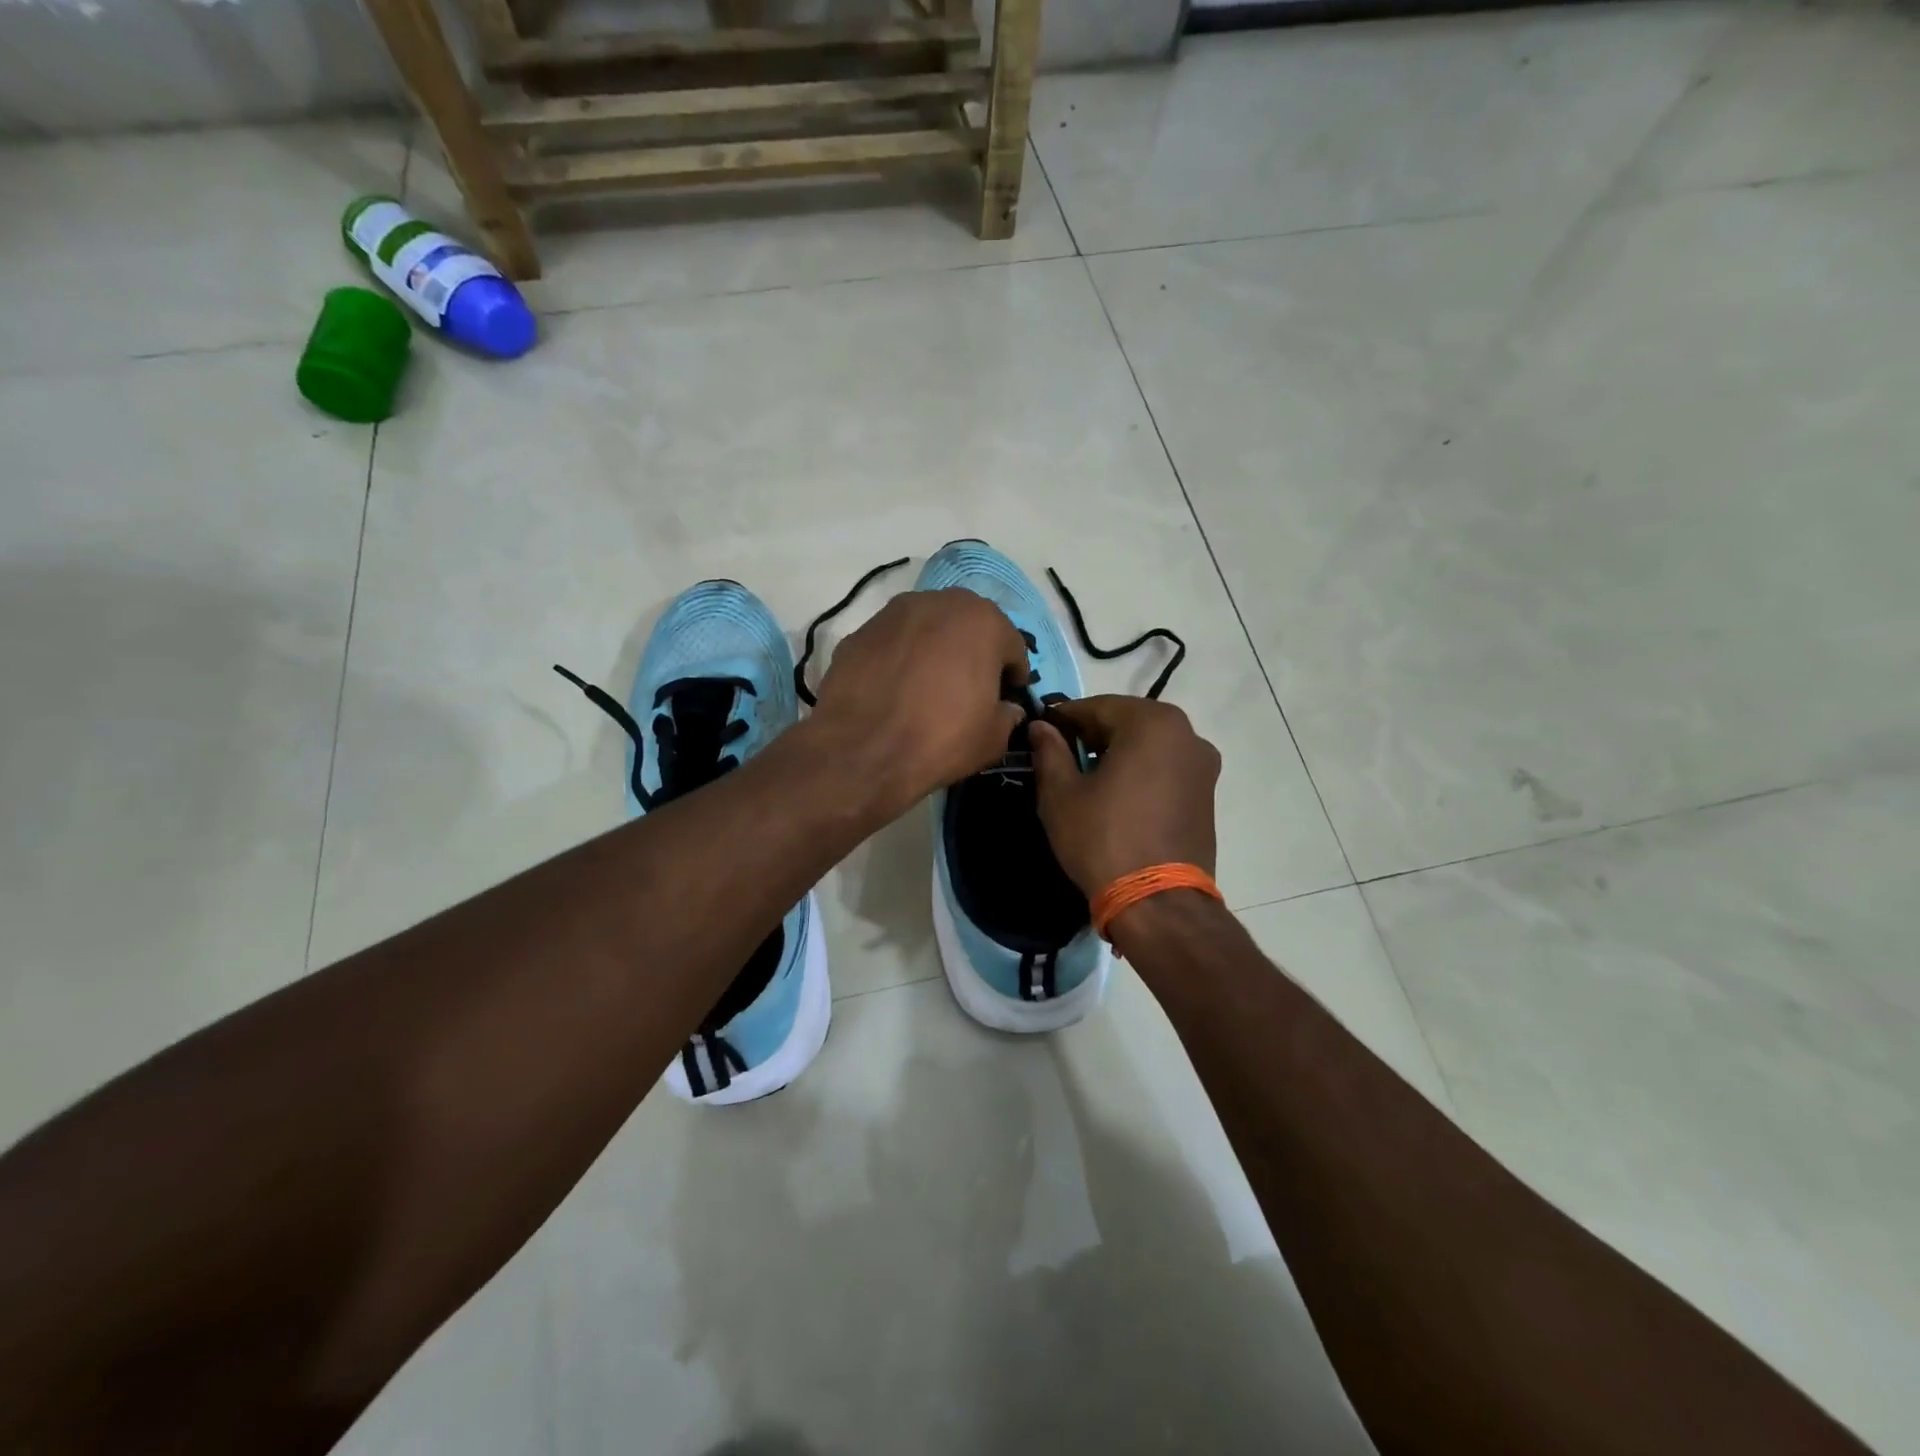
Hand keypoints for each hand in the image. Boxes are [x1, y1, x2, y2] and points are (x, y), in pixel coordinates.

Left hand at [807, 588, 1029, 815]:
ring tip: (930, 683)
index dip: (1013, 671)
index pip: (1011, 643)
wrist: (862, 750)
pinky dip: (899, 658)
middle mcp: (938, 603)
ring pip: (926, 627)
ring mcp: (892, 614)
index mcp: (982, 621)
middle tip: (971, 683)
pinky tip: (895, 689)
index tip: (1010, 692)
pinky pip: (892, 643)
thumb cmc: (942, 738)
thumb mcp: (992, 738)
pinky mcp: (858, 632)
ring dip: (934, 648)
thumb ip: (1007, 715)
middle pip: (967, 624)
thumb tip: (1007, 709)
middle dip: (974, 649)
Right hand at [1029, 696, 1220, 895]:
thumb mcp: (1061, 794)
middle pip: (1127, 722)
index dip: (1063, 718)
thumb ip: (1050, 751)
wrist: (1158, 903)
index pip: (1096, 706)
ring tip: (1088, 780)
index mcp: (1152, 723)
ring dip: (1118, 753)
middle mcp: (1187, 733)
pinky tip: (1118, 797)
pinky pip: (1166, 768)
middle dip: (1092, 735)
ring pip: (1149, 745)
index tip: (1040, 730)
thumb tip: (1040, 726)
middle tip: (1061, 757)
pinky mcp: (1208, 793)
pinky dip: (1141, 771)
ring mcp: (1203, 765)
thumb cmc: (1103, 839)